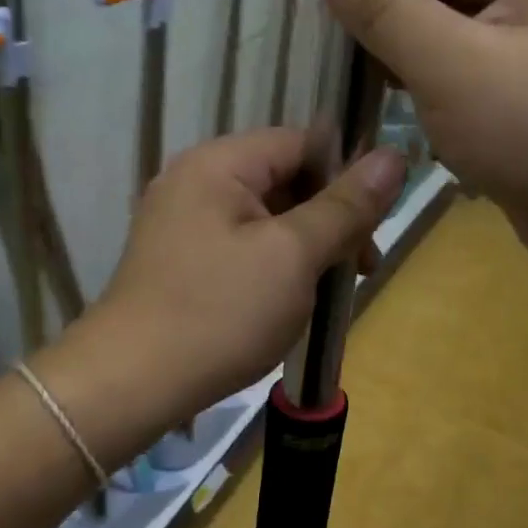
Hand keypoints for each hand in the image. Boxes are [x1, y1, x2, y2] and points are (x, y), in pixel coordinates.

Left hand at [95, 128, 405, 417]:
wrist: (131, 383)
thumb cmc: (220, 313)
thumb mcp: (294, 256)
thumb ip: (345, 206)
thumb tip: (395, 155)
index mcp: (219, 163)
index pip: (302, 144)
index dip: (346, 178)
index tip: (373, 228)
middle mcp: (195, 181)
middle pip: (285, 181)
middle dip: (329, 221)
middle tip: (358, 271)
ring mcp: (182, 222)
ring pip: (267, 219)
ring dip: (305, 249)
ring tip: (326, 294)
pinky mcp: (180, 260)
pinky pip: (242, 247)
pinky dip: (273, 267)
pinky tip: (288, 303)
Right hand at [309, 0, 527, 274]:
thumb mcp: (451, 64)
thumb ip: (383, 1)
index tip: (317, 2)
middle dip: (389, 11)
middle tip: (333, 53)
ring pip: (453, 21)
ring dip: (407, 50)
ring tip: (358, 82)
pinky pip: (472, 61)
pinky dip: (435, 79)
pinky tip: (400, 105)